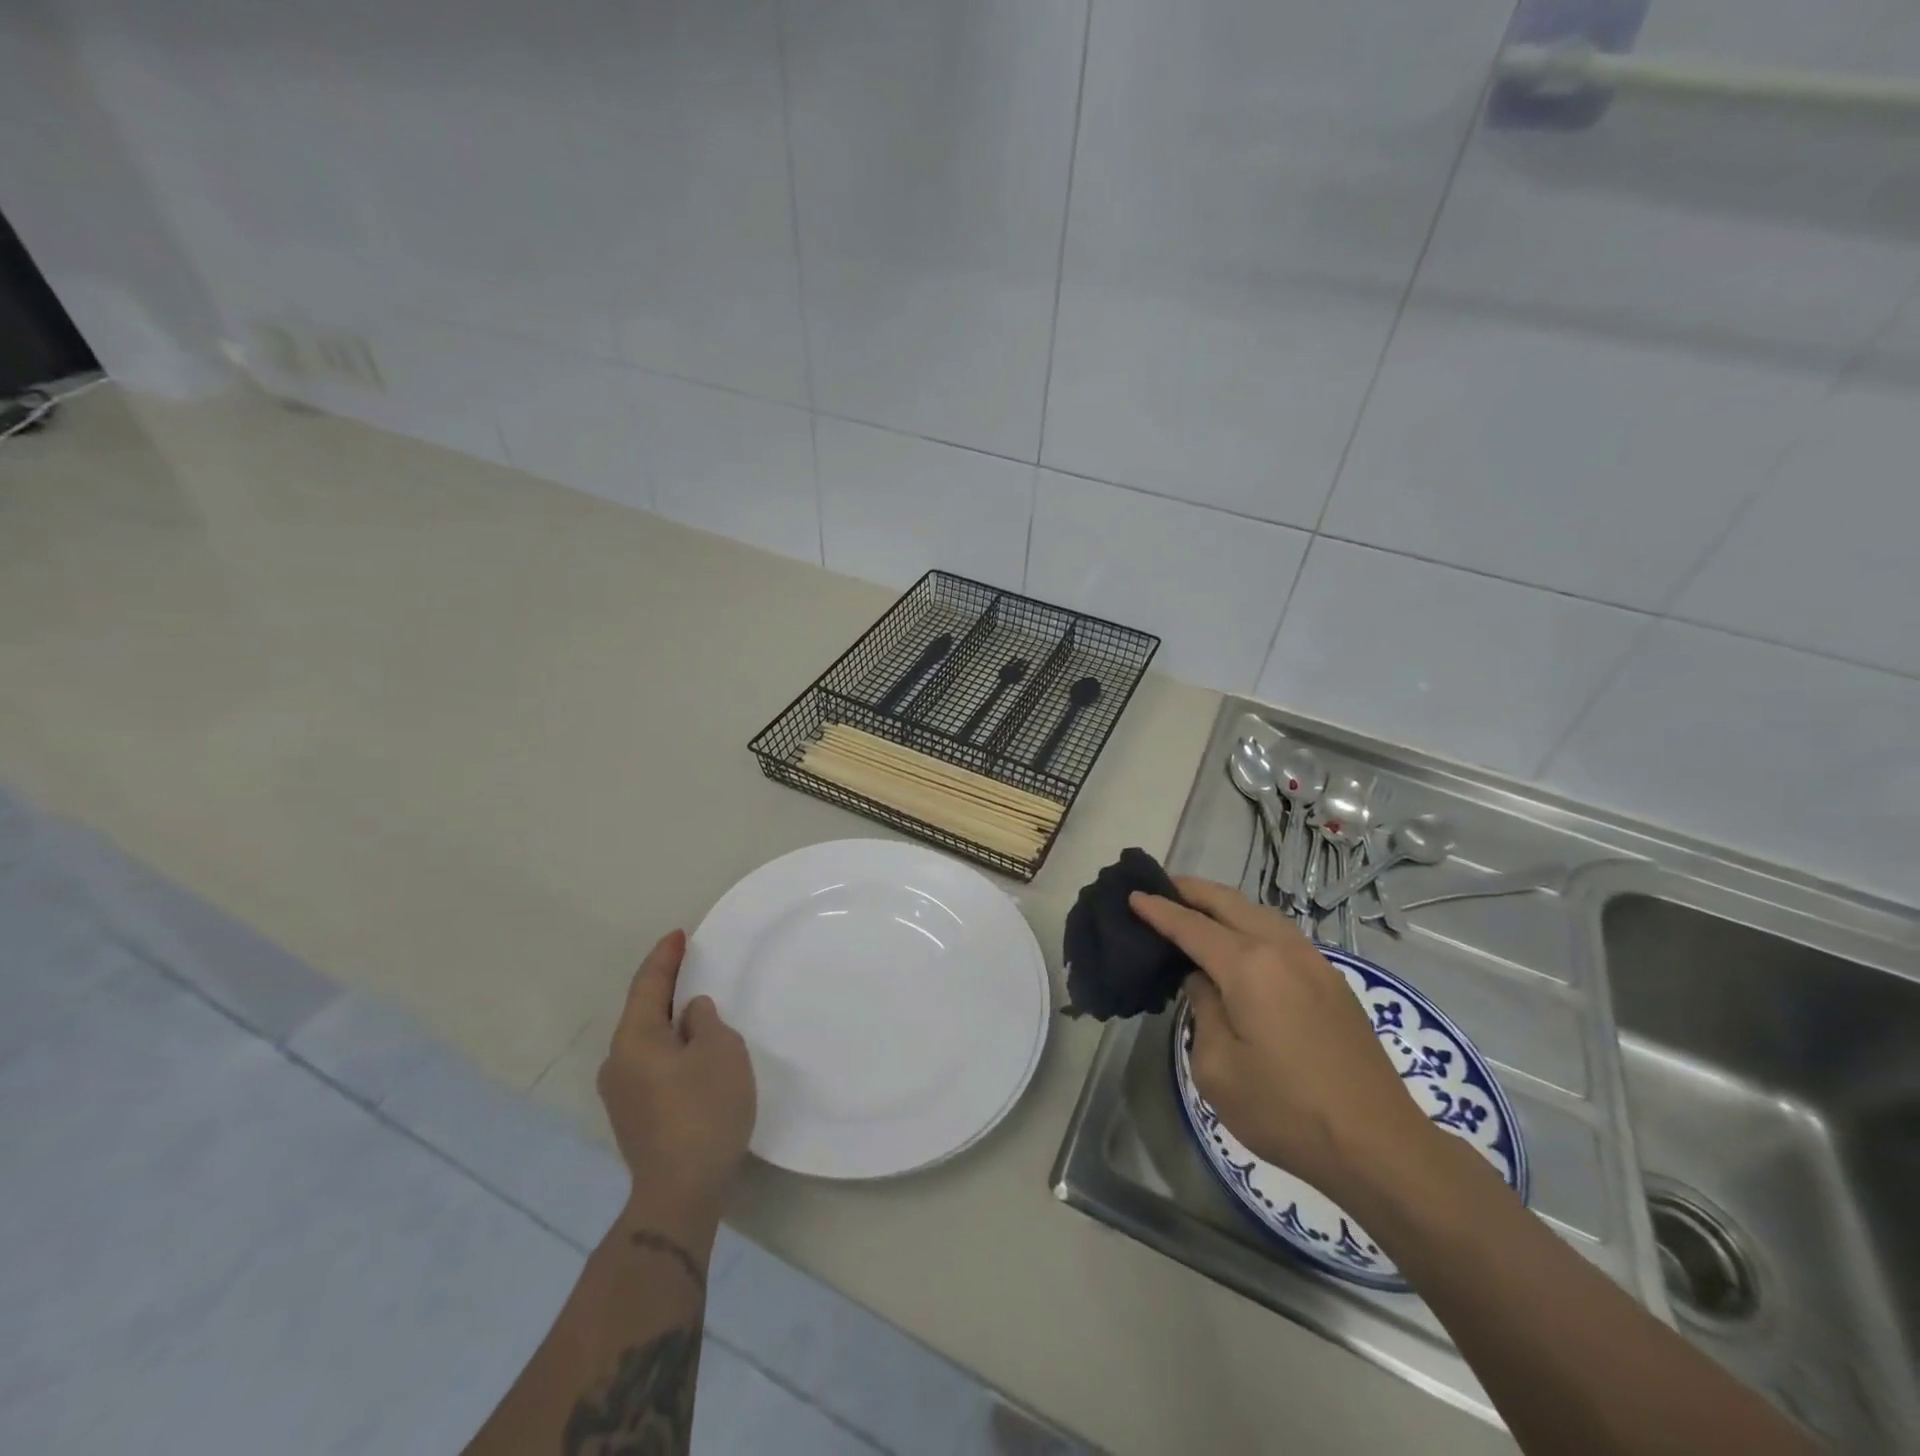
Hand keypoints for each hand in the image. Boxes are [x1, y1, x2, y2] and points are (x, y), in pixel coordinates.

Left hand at [598, 930, 755, 1205]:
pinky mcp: (635, 1118)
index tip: (678, 934)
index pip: (648, 984)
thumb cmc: (703, 1108)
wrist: (680, 1191)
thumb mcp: (719, 1050)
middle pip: (643, 1013)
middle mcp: (618, 1062)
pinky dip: (672, 1050)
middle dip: (667, 990)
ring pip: (649, 1042)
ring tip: (699, 1012)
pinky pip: (653, 1066)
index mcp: (634, 1039)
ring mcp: (622, 1095)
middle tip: (691, 968)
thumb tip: (690, 1014)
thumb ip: (705, 1021)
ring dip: (671, 1023)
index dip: (664, 957)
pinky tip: (694, 1056)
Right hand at [1130, 879, 1430, 1203]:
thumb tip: (1204, 981)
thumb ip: (1203, 1010)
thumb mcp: (1218, 1068)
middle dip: (1191, 890)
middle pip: (1229, 902)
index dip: (1159, 910)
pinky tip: (1241, 942)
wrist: (1379, 1146)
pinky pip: (1281, 933)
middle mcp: (1282, 950)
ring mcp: (1314, 963)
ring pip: (1260, 913)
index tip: (1132, 894)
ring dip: (1224, 904)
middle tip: (1160, 886)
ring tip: (1196, 909)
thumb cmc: (1286, 1111)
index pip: (1192, 926)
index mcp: (1249, 966)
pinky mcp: (1332, 982)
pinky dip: (1250, 923)